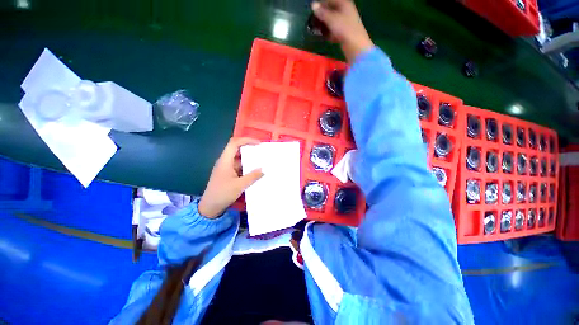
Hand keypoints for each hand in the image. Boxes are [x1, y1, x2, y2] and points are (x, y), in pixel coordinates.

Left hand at [198, 138, 263, 217]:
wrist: (210, 207)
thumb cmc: (222, 194)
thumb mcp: (240, 185)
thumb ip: (252, 176)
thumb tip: (263, 169)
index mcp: (225, 161)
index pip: (234, 143)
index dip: (246, 140)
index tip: (258, 144)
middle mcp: (224, 161)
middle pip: (236, 149)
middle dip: (249, 148)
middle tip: (261, 151)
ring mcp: (225, 167)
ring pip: (238, 158)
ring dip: (248, 157)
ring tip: (260, 160)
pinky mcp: (227, 173)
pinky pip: (238, 165)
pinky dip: (246, 165)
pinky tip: (254, 170)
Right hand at [312, 0, 373, 63]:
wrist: (355, 45)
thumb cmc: (344, 29)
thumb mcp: (331, 19)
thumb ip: (322, 12)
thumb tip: (313, 5)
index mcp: (343, 3)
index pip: (329, 0)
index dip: (320, 5)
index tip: (312, 12)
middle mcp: (345, 10)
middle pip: (330, 11)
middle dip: (321, 16)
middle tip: (313, 23)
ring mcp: (345, 21)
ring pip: (332, 21)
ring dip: (324, 25)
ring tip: (317, 30)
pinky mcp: (345, 32)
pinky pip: (334, 30)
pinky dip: (329, 32)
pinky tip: (324, 36)